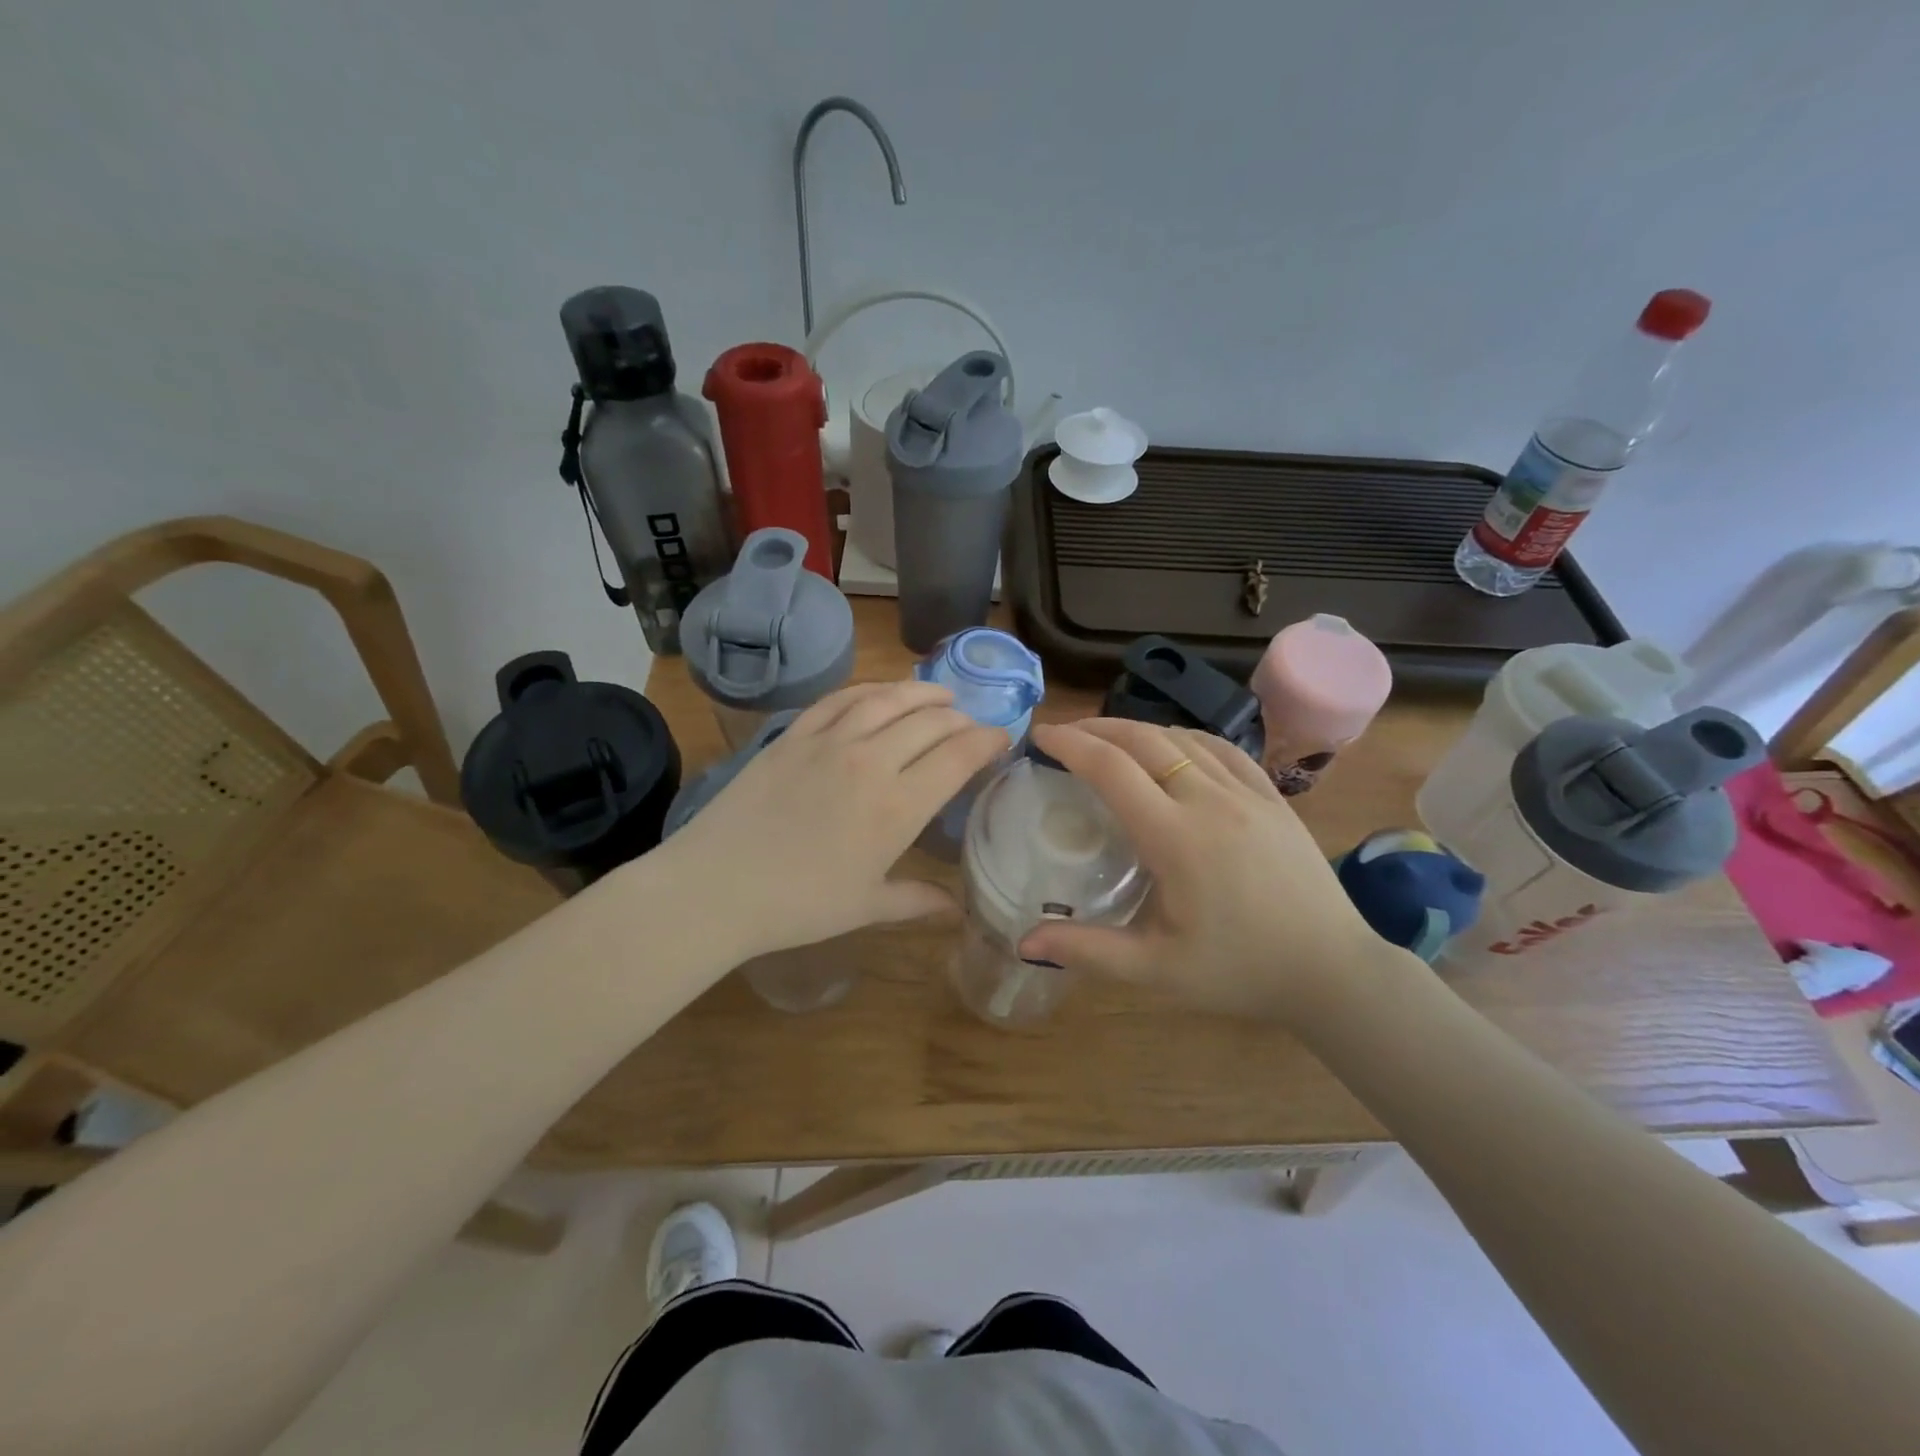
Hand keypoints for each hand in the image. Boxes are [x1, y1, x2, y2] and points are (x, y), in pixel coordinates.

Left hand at [653, 681, 1007, 962]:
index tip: (1002, 738)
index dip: (987, 741)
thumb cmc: (799, 905)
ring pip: (888, 699)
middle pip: (930, 722)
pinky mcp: (794, 734)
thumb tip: (957, 910)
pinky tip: (880, 693)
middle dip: (961, 719)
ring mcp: (829, 741)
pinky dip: (869, 690)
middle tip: (972, 725)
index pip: (958, 755)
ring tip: (940, 696)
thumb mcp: (866, 907)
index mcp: (898, 806)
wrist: (717, 887)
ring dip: (922, 693)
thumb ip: (917, 900)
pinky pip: (840, 698)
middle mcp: (871, 761)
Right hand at [1017, 718, 1399, 1022]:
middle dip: (1096, 728)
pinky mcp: (1273, 798)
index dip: (1070, 744)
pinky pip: (1222, 749)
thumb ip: (1087, 951)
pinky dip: (1184, 737)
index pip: (1111, 769)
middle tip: (1064, 734)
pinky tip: (1172, 747)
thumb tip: (1023, 942)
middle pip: (1143, 740)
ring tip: (1107, 740)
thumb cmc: (1240, 972)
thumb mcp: (1156, 971)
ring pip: (1182, 738)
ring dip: (1136, 730)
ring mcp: (1248, 794)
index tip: (1041, 736)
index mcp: (1176, 838)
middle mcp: (1210, 801)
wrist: (1333, 971)